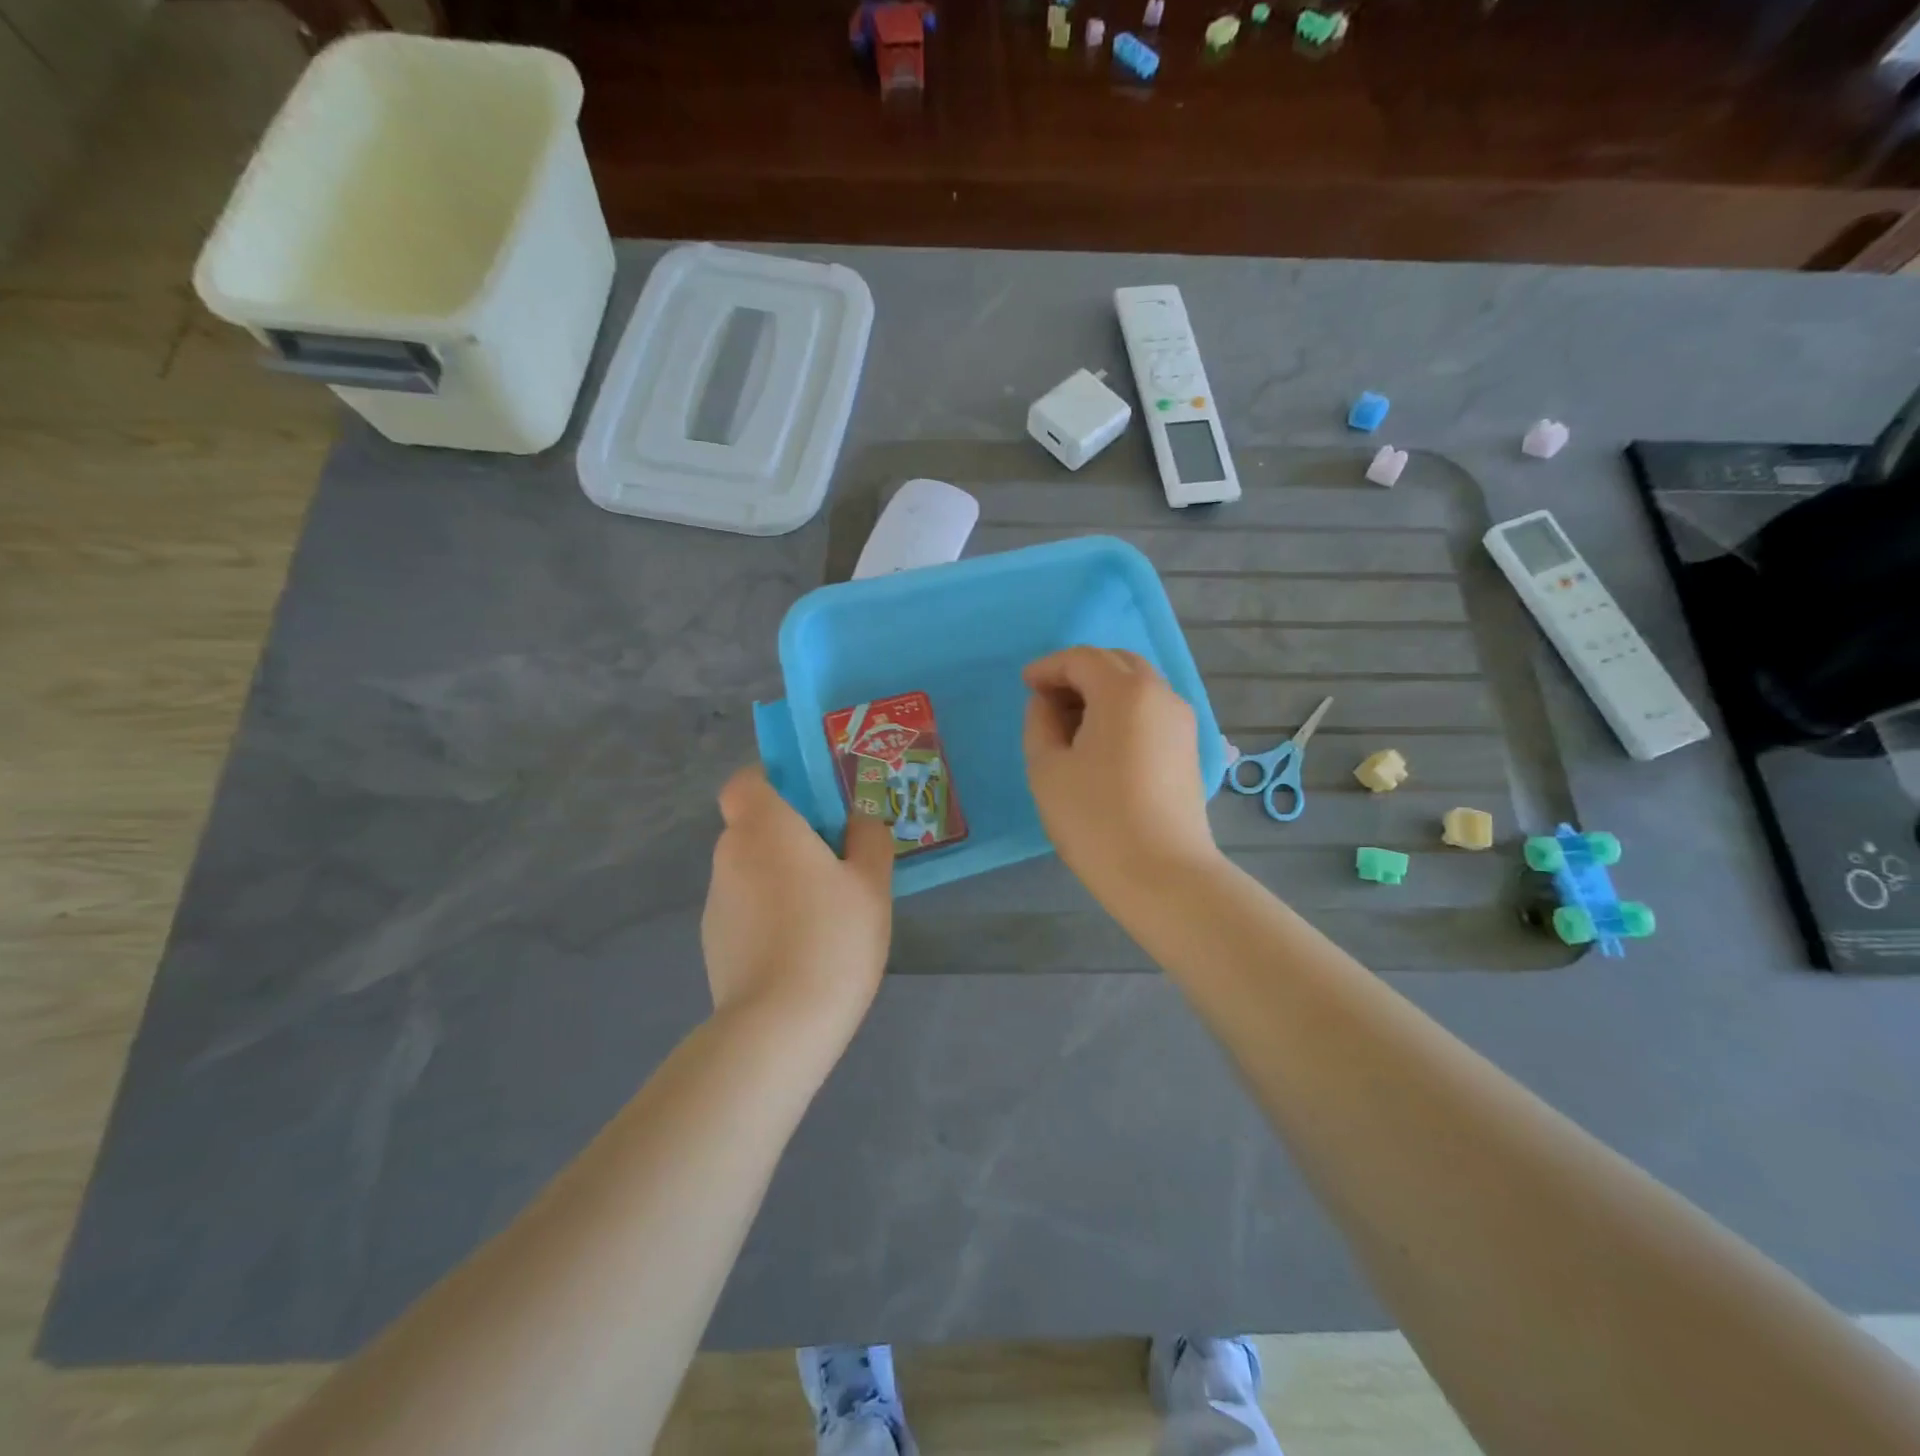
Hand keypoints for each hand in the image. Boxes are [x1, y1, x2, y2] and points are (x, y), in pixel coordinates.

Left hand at [701, 766, 894, 1035]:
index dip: (773, 782)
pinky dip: (769, 915)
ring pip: (751, 870)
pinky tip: (803, 949)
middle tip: (837, 862)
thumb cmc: (832, 937)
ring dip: (781, 878)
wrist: (780, 1026)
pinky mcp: (713, 943)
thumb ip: (868, 839)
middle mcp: (729, 856)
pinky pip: (746, 909)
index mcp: (764, 828)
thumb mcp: (871, 883)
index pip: (746, 782)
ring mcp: (716, 902)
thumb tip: (857, 821)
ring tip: (826, 915)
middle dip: (791, 835)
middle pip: (753, 827)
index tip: (810, 803)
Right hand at [1022, 646, 1221, 901]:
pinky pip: (1151, 709)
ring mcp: (1181, 720)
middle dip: (1078, 673)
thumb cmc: (1095, 819)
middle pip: (1115, 663)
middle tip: (1047, 700)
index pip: (1081, 659)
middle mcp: (1160, 694)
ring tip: (1071, 724)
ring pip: (1137, 685)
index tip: (1025, 684)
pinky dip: (1123, 710)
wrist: (1162, 874)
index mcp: (1124, 691)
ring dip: (1102, 691)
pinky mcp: (1188, 747)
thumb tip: (1048, 702)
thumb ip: (1040, 722)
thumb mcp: (1047, 768)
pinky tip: (1101, 742)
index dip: (1048, 667)